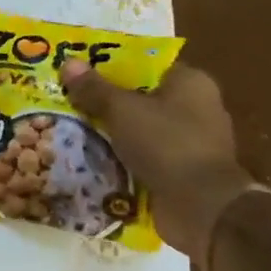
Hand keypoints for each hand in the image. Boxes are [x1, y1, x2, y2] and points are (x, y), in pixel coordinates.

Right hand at [60, 60, 261, 263]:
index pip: (146, 65)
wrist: (201, 207)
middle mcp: (196, 108)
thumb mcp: (122, 110)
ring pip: (139, 131)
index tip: (80, 73)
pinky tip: (90, 160)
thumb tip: (69, 63)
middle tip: (68, 102)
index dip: (112, 67)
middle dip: (106, 103)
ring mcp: (191, 143)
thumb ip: (94, 88)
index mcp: (190, 83)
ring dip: (111, 134)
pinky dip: (122, 160)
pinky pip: (144, 158)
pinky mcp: (182, 173)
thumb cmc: (166, 144)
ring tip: (70, 131)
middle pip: (140, 98)